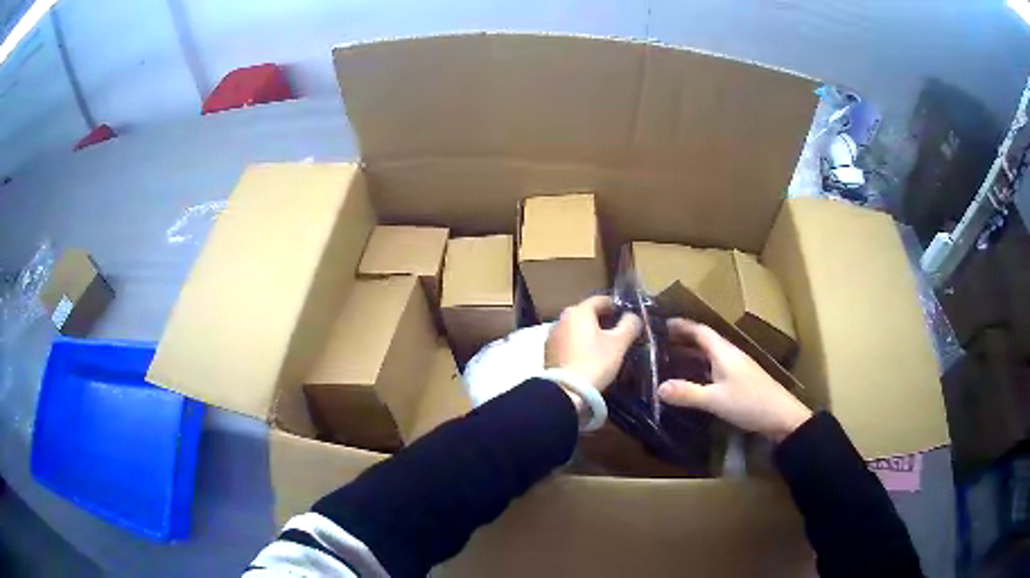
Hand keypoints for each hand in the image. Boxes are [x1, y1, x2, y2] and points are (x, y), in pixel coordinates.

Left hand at [545, 295, 642, 395]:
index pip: (600, 299)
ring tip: (601, 345)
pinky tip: (586, 356)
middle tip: (615, 332)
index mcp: (579, 311)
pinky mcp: (548, 351)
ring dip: (588, 332)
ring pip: (575, 328)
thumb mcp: (618, 344)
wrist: (566, 391)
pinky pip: (566, 341)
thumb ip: (629, 325)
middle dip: (601, 320)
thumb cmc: (595, 362)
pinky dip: (577, 344)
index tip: (625, 316)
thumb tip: (633, 316)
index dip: (615, 306)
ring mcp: (552, 335)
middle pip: (586, 313)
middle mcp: (562, 318)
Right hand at [657, 318, 811, 441]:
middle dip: (683, 339)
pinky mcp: (741, 380)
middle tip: (659, 343)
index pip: (700, 331)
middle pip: (704, 340)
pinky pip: (715, 367)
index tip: (661, 324)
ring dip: (691, 353)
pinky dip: (700, 367)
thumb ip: (687, 393)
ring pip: (710, 354)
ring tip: (670, 359)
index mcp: (724, 352)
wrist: (782, 417)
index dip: (681, 326)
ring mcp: (737, 367)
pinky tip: (693, 379)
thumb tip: (658, 388)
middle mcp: (730, 355)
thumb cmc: (750, 403)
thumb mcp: (715, 400)